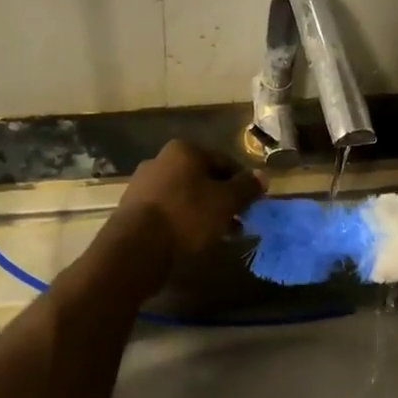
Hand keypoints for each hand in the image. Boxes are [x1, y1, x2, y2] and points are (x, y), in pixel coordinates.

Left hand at [111, 140, 263, 265]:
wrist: (136, 246)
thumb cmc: (187, 216)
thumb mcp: (226, 201)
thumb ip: (246, 187)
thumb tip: (263, 176)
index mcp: (184, 150)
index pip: (224, 162)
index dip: (243, 183)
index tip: (253, 204)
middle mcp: (161, 160)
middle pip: (203, 179)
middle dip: (223, 200)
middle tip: (239, 221)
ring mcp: (144, 184)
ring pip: (186, 196)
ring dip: (205, 212)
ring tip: (220, 234)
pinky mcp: (134, 209)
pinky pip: (169, 211)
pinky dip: (184, 221)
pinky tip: (194, 239)